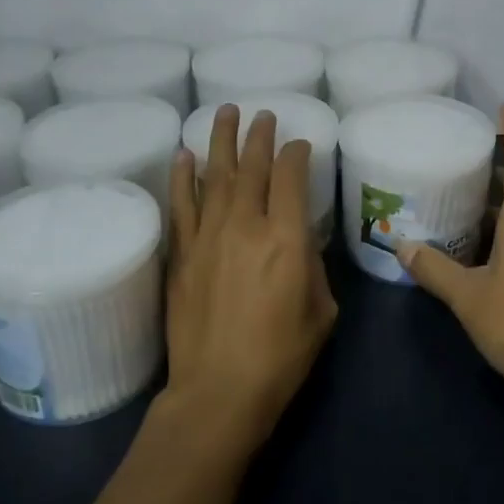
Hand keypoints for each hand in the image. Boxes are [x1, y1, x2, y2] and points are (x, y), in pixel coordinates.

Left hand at [162, 107, 336, 455]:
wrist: (219, 391)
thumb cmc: (281, 355)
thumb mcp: (321, 310)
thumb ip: (311, 264)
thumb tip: (298, 240)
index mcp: (285, 238)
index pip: (290, 176)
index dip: (297, 153)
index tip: (300, 144)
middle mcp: (245, 225)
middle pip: (253, 166)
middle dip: (260, 135)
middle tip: (263, 113)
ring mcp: (208, 236)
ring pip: (216, 175)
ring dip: (221, 141)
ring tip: (224, 112)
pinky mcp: (182, 253)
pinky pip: (182, 204)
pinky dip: (183, 177)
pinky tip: (184, 155)